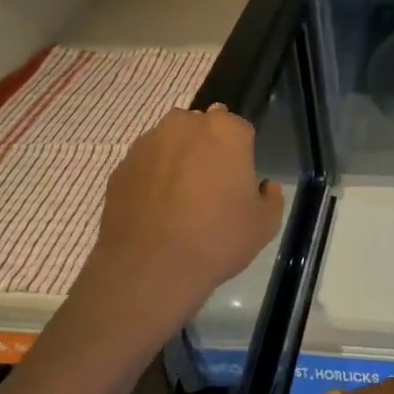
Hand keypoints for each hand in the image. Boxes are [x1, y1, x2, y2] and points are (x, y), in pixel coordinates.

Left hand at [81, 105, 285, 347]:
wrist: (149, 267)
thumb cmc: (216, 239)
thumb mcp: (265, 225)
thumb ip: (271, 197)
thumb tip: (263, 186)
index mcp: (225, 131)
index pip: (240, 129)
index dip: (242, 154)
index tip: (240, 179)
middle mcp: (185, 125)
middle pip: (203, 127)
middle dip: (208, 147)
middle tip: (212, 185)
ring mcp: (148, 143)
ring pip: (171, 142)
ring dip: (179, 158)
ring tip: (180, 198)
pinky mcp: (122, 165)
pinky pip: (146, 164)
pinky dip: (153, 177)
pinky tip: (156, 209)